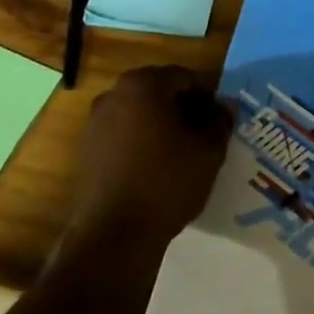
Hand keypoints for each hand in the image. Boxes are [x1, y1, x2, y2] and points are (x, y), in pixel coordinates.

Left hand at [68, 66, 231, 265]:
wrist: (114, 235)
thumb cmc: (166, 183)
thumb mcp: (208, 152)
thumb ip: (220, 121)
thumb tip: (226, 106)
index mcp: (144, 85)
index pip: (185, 78)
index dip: (207, 96)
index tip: (219, 119)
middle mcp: (114, 94)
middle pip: (159, 91)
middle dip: (183, 107)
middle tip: (203, 133)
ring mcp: (95, 121)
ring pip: (139, 112)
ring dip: (160, 123)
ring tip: (181, 151)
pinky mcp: (86, 149)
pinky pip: (122, 133)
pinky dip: (140, 140)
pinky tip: (155, 166)